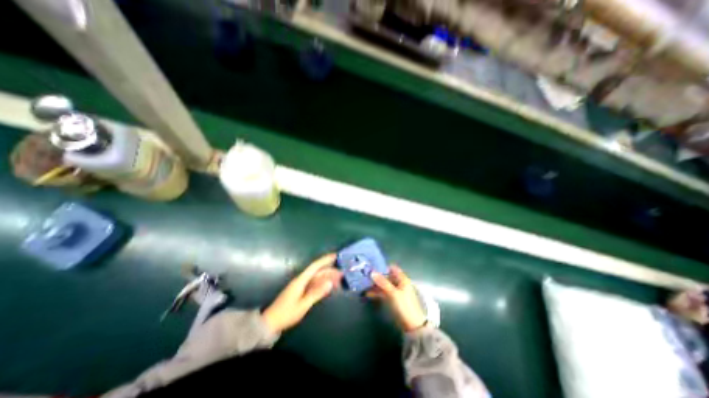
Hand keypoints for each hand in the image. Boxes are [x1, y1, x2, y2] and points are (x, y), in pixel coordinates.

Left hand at [262, 254, 340, 333]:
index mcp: (301, 280)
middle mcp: (301, 280)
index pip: (315, 266)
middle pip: (318, 272)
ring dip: (327, 278)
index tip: (335, 255)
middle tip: (342, 273)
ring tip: (339, 280)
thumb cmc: (287, 313)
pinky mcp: (301, 291)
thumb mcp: (303, 305)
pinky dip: (322, 284)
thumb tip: (330, 283)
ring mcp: (301, 285)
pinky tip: (329, 287)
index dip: (325, 260)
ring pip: (317, 278)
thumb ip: (316, 293)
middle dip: (330, 271)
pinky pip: (314, 284)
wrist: (271, 322)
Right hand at [371, 264, 424, 331]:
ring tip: (364, 286)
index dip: (383, 267)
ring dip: (375, 285)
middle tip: (365, 277)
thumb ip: (383, 282)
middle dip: (377, 277)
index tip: (372, 267)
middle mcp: (399, 283)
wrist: (412, 326)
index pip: (392, 268)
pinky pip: (384, 293)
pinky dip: (377, 293)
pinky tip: (368, 294)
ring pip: (384, 285)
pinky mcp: (393, 300)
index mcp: (402, 279)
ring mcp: (396, 292)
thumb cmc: (404, 306)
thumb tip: (372, 272)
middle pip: (387, 277)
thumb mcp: (393, 293)